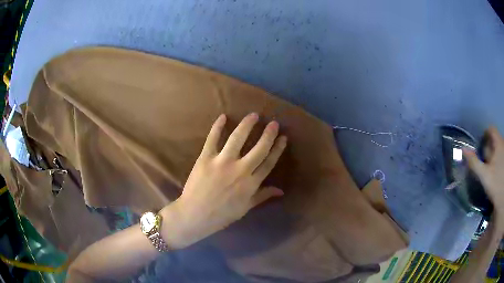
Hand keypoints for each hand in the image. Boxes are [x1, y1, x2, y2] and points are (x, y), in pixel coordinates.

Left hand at [162, 113, 286, 247]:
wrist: (195, 215)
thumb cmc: (221, 214)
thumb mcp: (245, 208)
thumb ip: (263, 196)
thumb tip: (281, 190)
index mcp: (251, 183)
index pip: (269, 162)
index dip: (277, 149)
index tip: (283, 138)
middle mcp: (240, 170)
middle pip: (259, 148)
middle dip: (268, 134)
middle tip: (274, 123)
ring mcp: (222, 162)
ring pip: (238, 138)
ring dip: (247, 125)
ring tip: (254, 115)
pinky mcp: (205, 158)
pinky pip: (213, 139)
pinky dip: (217, 127)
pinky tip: (223, 116)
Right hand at [464, 127, 503, 216]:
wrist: (502, 197)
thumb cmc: (496, 184)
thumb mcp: (485, 175)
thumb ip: (475, 163)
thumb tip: (463, 149)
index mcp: (498, 142)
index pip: (490, 130)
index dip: (484, 136)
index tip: (479, 147)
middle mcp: (502, 144)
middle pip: (493, 141)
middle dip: (488, 148)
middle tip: (482, 160)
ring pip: (497, 150)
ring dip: (492, 156)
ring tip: (488, 169)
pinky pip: (500, 157)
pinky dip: (496, 162)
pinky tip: (494, 173)